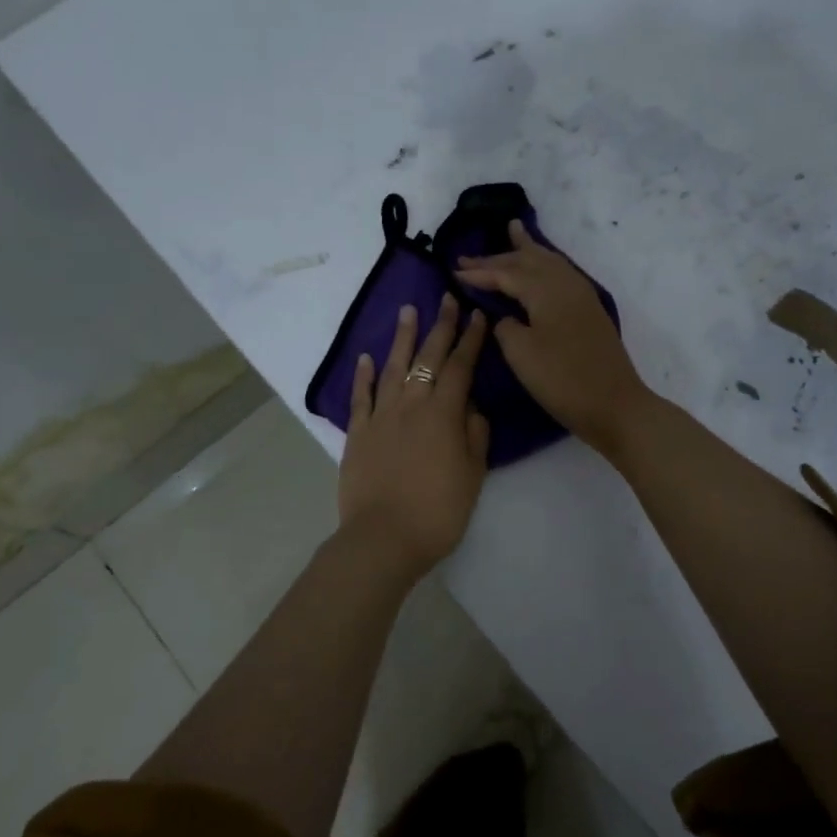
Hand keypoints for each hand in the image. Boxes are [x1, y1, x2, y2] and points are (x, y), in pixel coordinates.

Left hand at [338, 293, 490, 578]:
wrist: (383, 538)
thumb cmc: (438, 512)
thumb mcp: (473, 475)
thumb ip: (475, 435)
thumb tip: (471, 408)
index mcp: (443, 414)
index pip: (460, 367)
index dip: (471, 340)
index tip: (478, 315)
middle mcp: (411, 405)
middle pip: (427, 358)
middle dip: (440, 326)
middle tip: (447, 298)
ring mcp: (380, 417)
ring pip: (392, 367)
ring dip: (402, 338)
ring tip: (408, 311)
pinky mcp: (357, 433)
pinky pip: (360, 396)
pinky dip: (362, 375)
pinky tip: (365, 357)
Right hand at [456, 221, 650, 452]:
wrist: (614, 404)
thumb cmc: (562, 380)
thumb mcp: (521, 354)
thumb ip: (506, 326)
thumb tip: (505, 316)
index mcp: (545, 290)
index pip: (506, 273)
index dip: (479, 273)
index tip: (453, 271)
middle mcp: (564, 283)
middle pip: (528, 261)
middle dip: (498, 257)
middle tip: (469, 256)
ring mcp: (581, 295)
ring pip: (549, 261)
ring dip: (527, 250)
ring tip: (514, 231)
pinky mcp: (589, 310)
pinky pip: (561, 272)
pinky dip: (545, 262)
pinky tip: (543, 265)